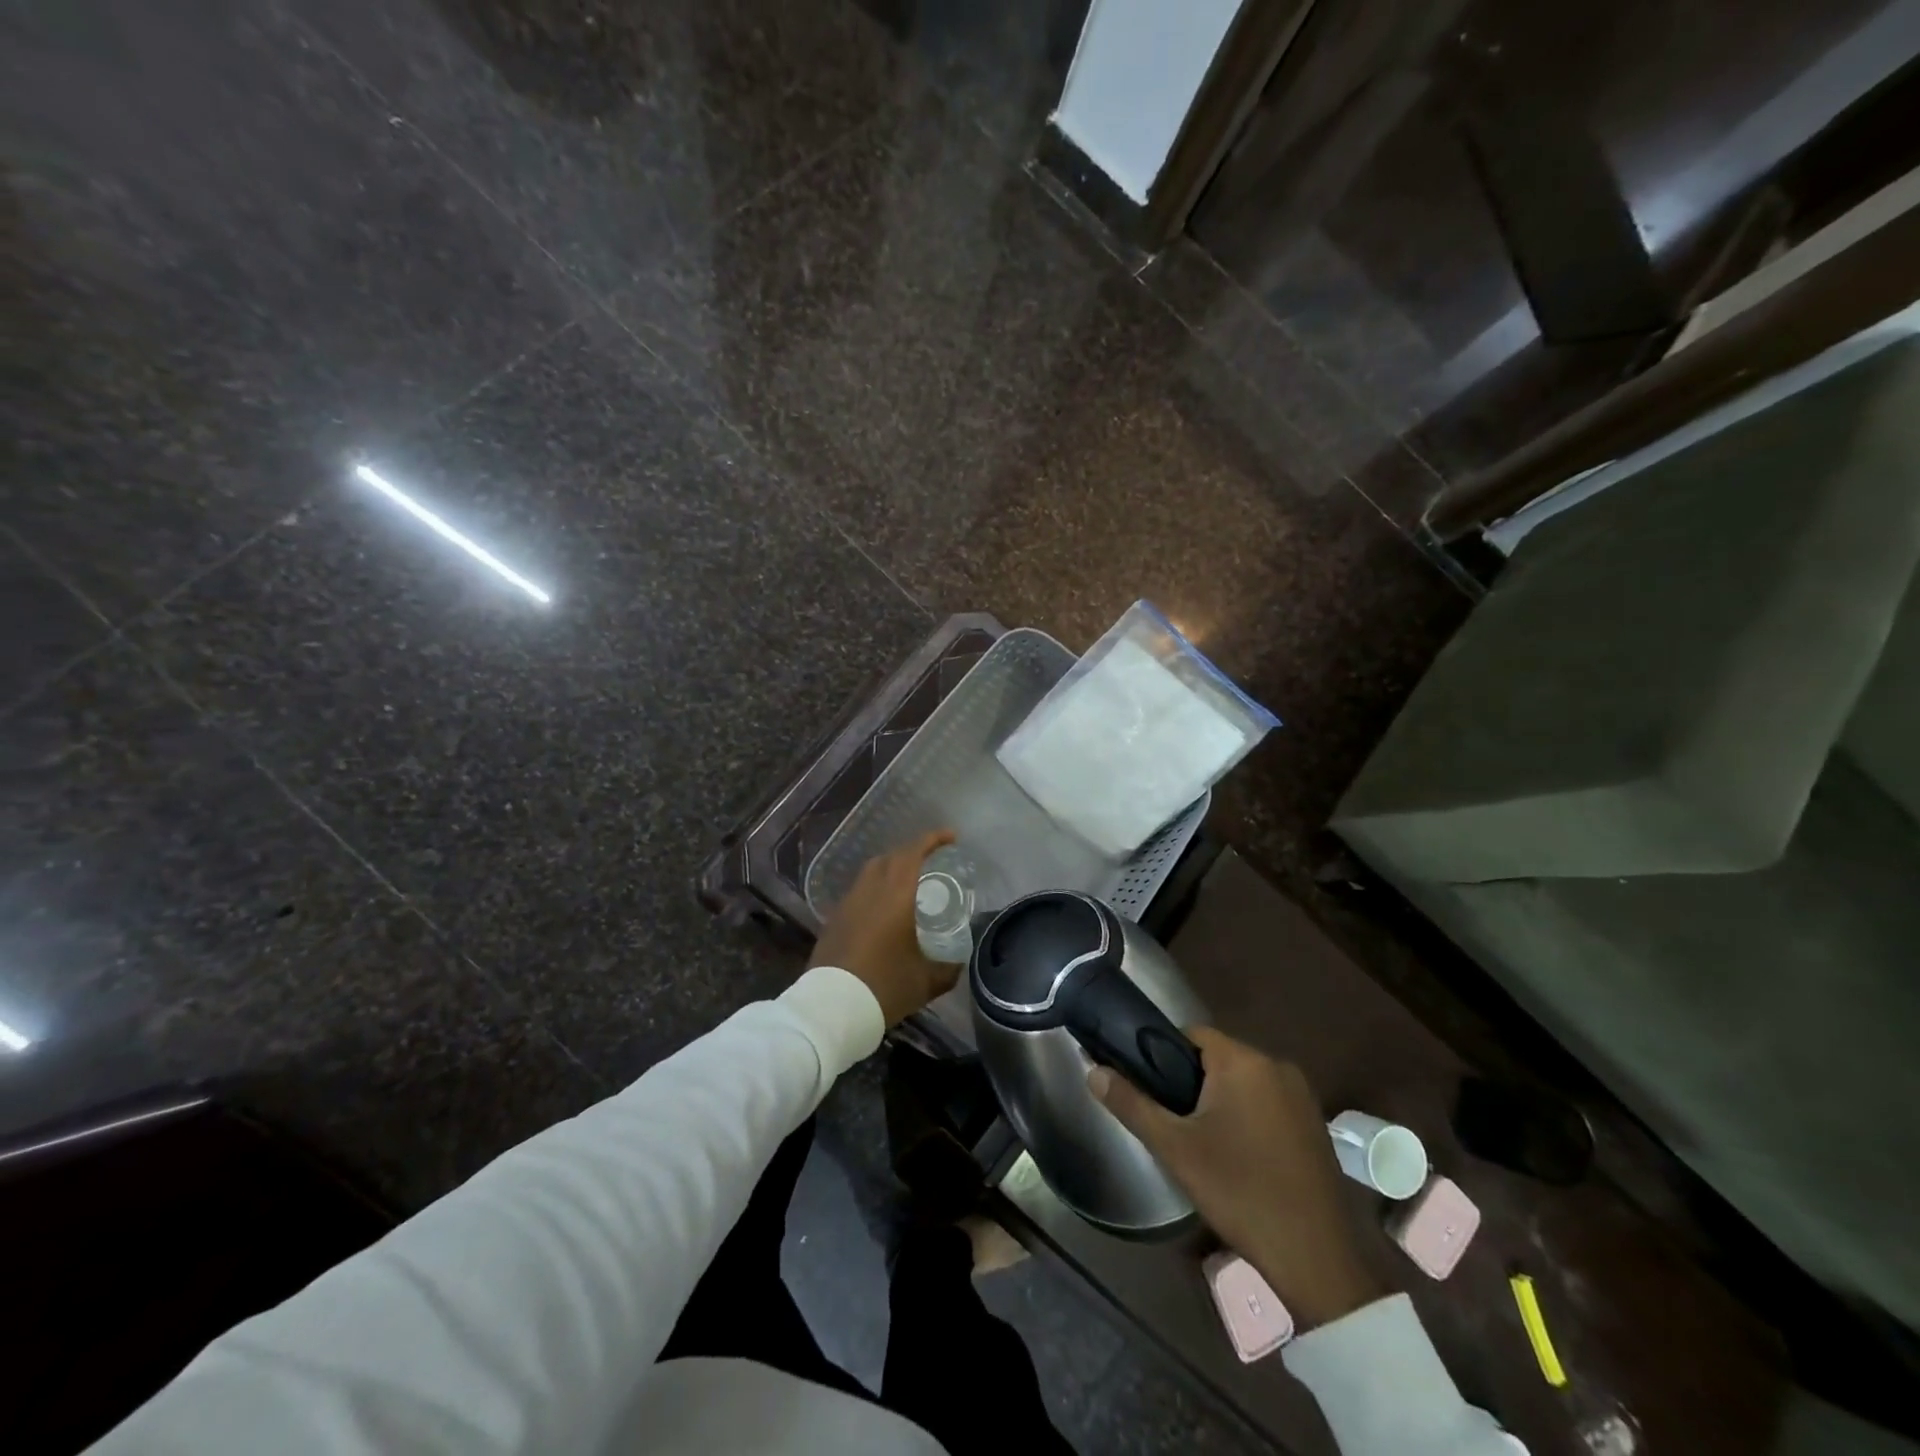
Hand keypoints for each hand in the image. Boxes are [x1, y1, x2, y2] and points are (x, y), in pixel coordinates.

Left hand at [811, 830, 958, 1025]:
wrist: (832, 1008)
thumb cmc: (884, 987)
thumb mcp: (926, 981)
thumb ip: (948, 968)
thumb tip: (960, 961)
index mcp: (896, 896)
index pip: (914, 853)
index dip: (933, 840)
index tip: (951, 837)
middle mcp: (870, 890)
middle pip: (892, 857)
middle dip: (914, 852)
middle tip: (933, 860)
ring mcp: (848, 903)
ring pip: (872, 871)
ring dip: (892, 867)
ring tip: (910, 880)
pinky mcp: (835, 919)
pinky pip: (859, 891)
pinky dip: (876, 888)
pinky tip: (884, 908)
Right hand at [1089, 1028, 1386, 1329]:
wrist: (1317, 1259)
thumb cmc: (1240, 1192)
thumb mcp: (1175, 1149)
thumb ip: (1131, 1104)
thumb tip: (1092, 1071)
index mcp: (1244, 1061)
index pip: (1192, 1034)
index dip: (1165, 1056)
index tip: (1152, 1089)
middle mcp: (1277, 1066)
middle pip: (1218, 1058)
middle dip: (1192, 1083)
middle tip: (1173, 1122)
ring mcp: (1302, 1096)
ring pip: (1244, 1082)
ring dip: (1221, 1101)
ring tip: (1201, 1142)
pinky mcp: (1315, 1124)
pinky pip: (1268, 1103)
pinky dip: (1249, 1117)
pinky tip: (1239, 1156)